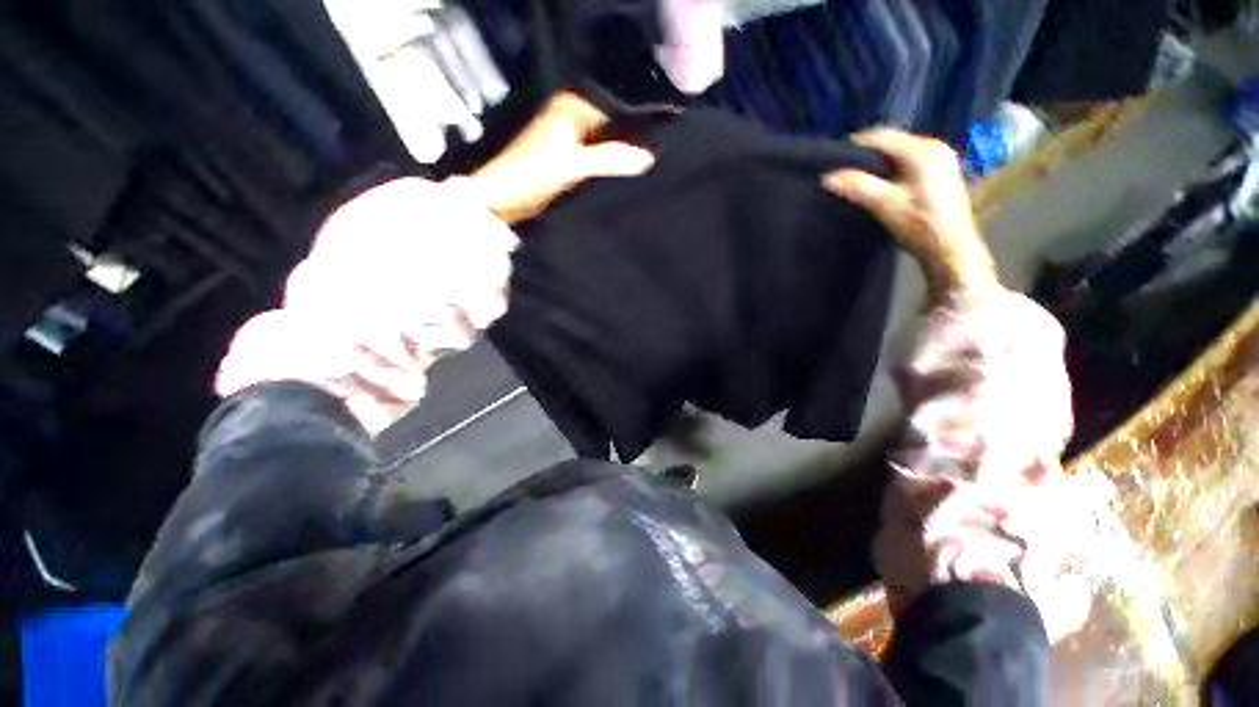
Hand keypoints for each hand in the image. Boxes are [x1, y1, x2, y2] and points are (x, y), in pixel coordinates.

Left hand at [470, 92, 655, 223]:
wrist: (504, 197)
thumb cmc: (533, 174)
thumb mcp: (575, 165)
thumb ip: (612, 159)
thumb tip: (648, 158)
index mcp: (571, 106)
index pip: (613, 106)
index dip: (635, 119)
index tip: (659, 134)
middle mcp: (570, 115)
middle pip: (609, 123)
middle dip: (629, 136)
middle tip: (656, 149)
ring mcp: (568, 136)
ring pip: (602, 139)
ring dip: (618, 150)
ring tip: (645, 160)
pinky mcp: (565, 156)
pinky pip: (594, 154)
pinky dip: (607, 161)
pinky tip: (622, 170)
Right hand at [822, 128, 997, 302]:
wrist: (951, 249)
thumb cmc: (920, 225)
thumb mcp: (884, 205)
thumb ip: (856, 186)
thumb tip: (827, 177)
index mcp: (923, 150)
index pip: (881, 136)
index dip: (854, 146)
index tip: (833, 162)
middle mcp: (935, 147)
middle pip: (891, 144)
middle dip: (866, 157)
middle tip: (843, 174)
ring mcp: (941, 160)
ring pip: (899, 154)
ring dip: (878, 165)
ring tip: (857, 181)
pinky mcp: (941, 173)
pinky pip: (908, 163)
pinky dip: (891, 171)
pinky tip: (881, 187)